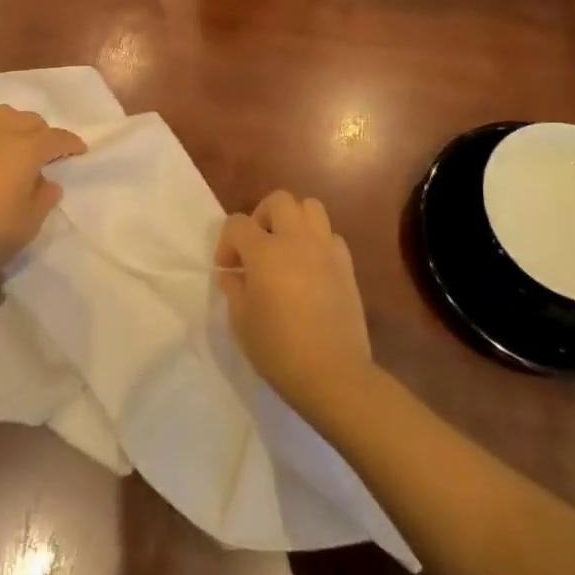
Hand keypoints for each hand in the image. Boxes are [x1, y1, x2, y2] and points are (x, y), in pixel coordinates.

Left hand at [0, 105, 85, 285]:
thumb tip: (48, 182)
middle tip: (47, 152)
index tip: (79, 150)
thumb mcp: (29, 223)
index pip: (56, 137)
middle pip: (28, 120)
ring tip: (16, 147)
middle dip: (42, 132)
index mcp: (26, 148)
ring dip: (15, 126)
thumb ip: (44, 198)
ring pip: (0, 117)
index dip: (70, 143)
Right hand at [216, 191, 376, 428]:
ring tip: (285, 249)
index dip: (226, 242)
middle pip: (279, 201)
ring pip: (311, 208)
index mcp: (265, 252)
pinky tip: (310, 269)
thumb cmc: (279, 349)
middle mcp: (297, 240)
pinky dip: (317, 243)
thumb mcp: (241, 322)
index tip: (227, 270)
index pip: (238, 223)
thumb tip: (233, 275)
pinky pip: (331, 237)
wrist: (333, 374)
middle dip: (261, 216)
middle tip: (256, 247)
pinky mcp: (347, 266)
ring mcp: (326, 250)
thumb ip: (234, 289)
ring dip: (293, 221)